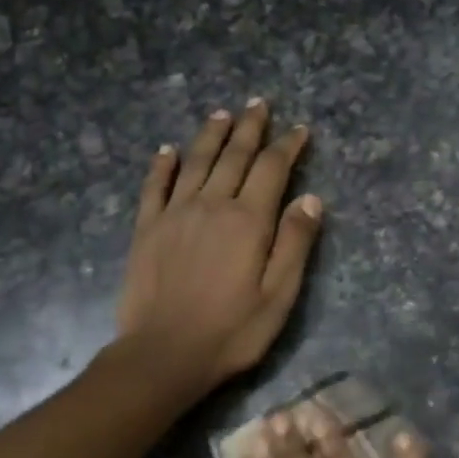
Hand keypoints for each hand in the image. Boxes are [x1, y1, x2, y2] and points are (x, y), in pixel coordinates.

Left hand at [116, 100, 322, 401]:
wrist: (164, 354)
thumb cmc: (232, 330)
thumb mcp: (279, 295)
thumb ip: (295, 243)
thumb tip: (312, 198)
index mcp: (248, 220)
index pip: (272, 169)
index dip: (288, 146)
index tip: (299, 129)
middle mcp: (212, 205)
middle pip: (234, 156)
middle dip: (250, 128)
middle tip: (259, 103)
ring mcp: (174, 214)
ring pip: (195, 162)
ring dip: (211, 135)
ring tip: (222, 114)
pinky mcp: (146, 229)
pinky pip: (154, 187)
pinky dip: (162, 165)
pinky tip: (167, 150)